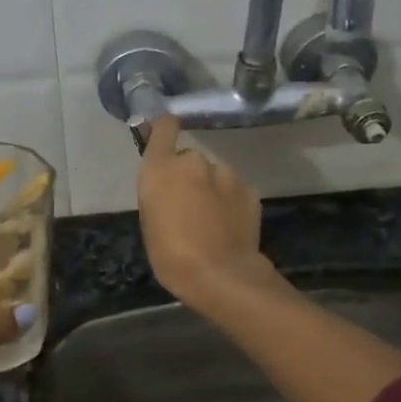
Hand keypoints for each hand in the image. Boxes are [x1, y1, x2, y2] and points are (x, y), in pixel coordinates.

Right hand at [137, 117, 274, 305]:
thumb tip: (170, 186)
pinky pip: (233, 189)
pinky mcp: (249, 189)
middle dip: (188, 175)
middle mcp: (193, 161)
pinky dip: (230, 200)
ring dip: (211, 188)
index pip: (164, 127)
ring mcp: (226, 173)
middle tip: (187, 205)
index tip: (164, 135)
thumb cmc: (171, 255)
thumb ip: (159, 193)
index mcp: (162, 168)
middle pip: (189, 158)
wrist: (220, 275)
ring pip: (214, 174)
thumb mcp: (151, 221)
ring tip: (210, 220)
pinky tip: (229, 225)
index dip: (164, 128)